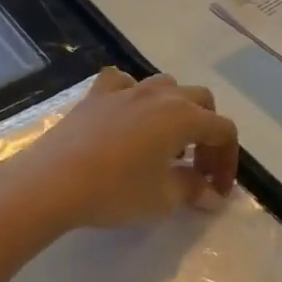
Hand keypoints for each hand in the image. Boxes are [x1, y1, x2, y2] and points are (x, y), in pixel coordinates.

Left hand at [0, 69, 239, 232]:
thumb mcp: (162, 199)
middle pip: (201, 101)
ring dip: (176, 110)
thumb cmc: (115, 191)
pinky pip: (124, 83)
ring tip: (165, 143)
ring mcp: (126, 90)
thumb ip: (192, 190)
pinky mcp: (97, 94)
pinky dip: (134, 96)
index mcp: (183, 117)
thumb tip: (210, 193)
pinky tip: (127, 116)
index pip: (223, 130)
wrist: (53, 181)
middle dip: (207, 132)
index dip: (228, 160)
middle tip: (197, 166)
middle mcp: (160, 95)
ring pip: (166, 86)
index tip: (217, 190)